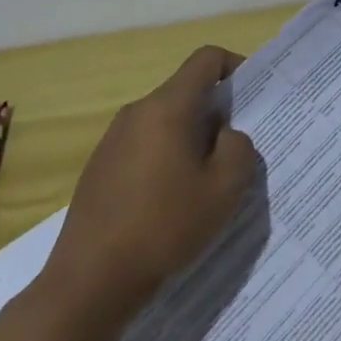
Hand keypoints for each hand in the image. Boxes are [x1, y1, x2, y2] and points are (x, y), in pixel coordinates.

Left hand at [39, 46, 258, 322]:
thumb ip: (239, 148)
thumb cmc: (164, 227)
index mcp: (167, 107)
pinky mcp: (99, 167)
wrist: (89, 282)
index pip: (206, 59)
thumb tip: (226, 135)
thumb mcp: (225, 189)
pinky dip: (166, 158)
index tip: (252, 98)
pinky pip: (144, 145)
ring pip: (165, 120)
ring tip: (205, 181)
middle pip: (186, 91)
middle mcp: (136, 112)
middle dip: (216, 112)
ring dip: (191, 138)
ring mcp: (112, 139)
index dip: (235, 67)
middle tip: (236, 150)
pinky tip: (171, 202)